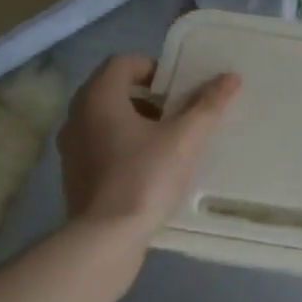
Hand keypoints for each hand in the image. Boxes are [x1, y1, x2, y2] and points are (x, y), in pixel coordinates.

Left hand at [58, 55, 240, 237]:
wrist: (106, 238)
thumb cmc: (145, 177)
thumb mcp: (185, 138)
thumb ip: (207, 105)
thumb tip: (230, 77)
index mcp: (99, 97)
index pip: (123, 63)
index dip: (154, 68)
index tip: (179, 87)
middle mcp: (77, 116)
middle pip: (113, 89)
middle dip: (147, 96)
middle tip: (177, 111)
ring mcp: (71, 147)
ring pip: (105, 118)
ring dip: (135, 120)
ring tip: (166, 139)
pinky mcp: (73, 175)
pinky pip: (99, 145)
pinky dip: (122, 145)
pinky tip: (148, 167)